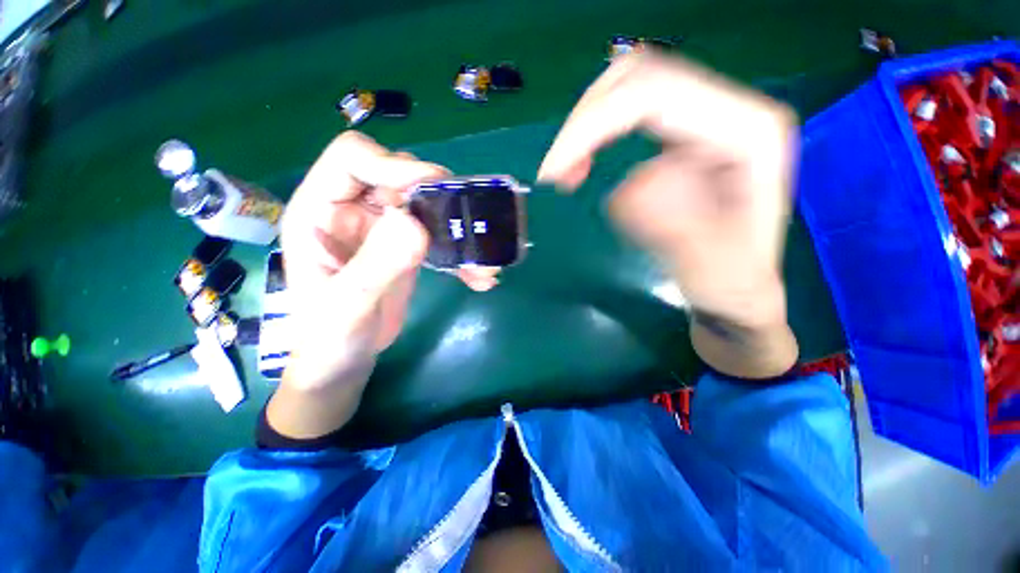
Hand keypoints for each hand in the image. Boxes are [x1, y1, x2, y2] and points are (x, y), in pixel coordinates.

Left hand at [280, 132, 495, 391]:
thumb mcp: (346, 306)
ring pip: (425, 206)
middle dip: (438, 196)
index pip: (353, 159)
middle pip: (399, 177)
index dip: (393, 165)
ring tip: (484, 261)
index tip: (435, 186)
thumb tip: (415, 223)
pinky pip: (438, 236)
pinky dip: (460, 254)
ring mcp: (382, 229)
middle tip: (468, 222)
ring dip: (458, 229)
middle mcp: (353, 211)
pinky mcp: (405, 248)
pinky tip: (477, 278)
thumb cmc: (328, 338)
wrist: (344, 359)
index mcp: (320, 211)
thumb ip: (376, 265)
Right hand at [538, 53, 798, 375]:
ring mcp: (709, 118)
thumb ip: (683, 232)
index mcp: (749, 132)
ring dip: (587, 125)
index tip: (553, 174)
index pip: (656, 95)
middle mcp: (732, 110)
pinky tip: (584, 167)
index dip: (592, 125)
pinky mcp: (686, 134)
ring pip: (630, 86)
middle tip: (555, 173)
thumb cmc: (732, 289)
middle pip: (640, 76)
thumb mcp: (715, 276)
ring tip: (567, 173)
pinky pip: (630, 111)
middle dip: (584, 121)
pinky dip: (595, 133)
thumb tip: (628, 186)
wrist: (738, 291)